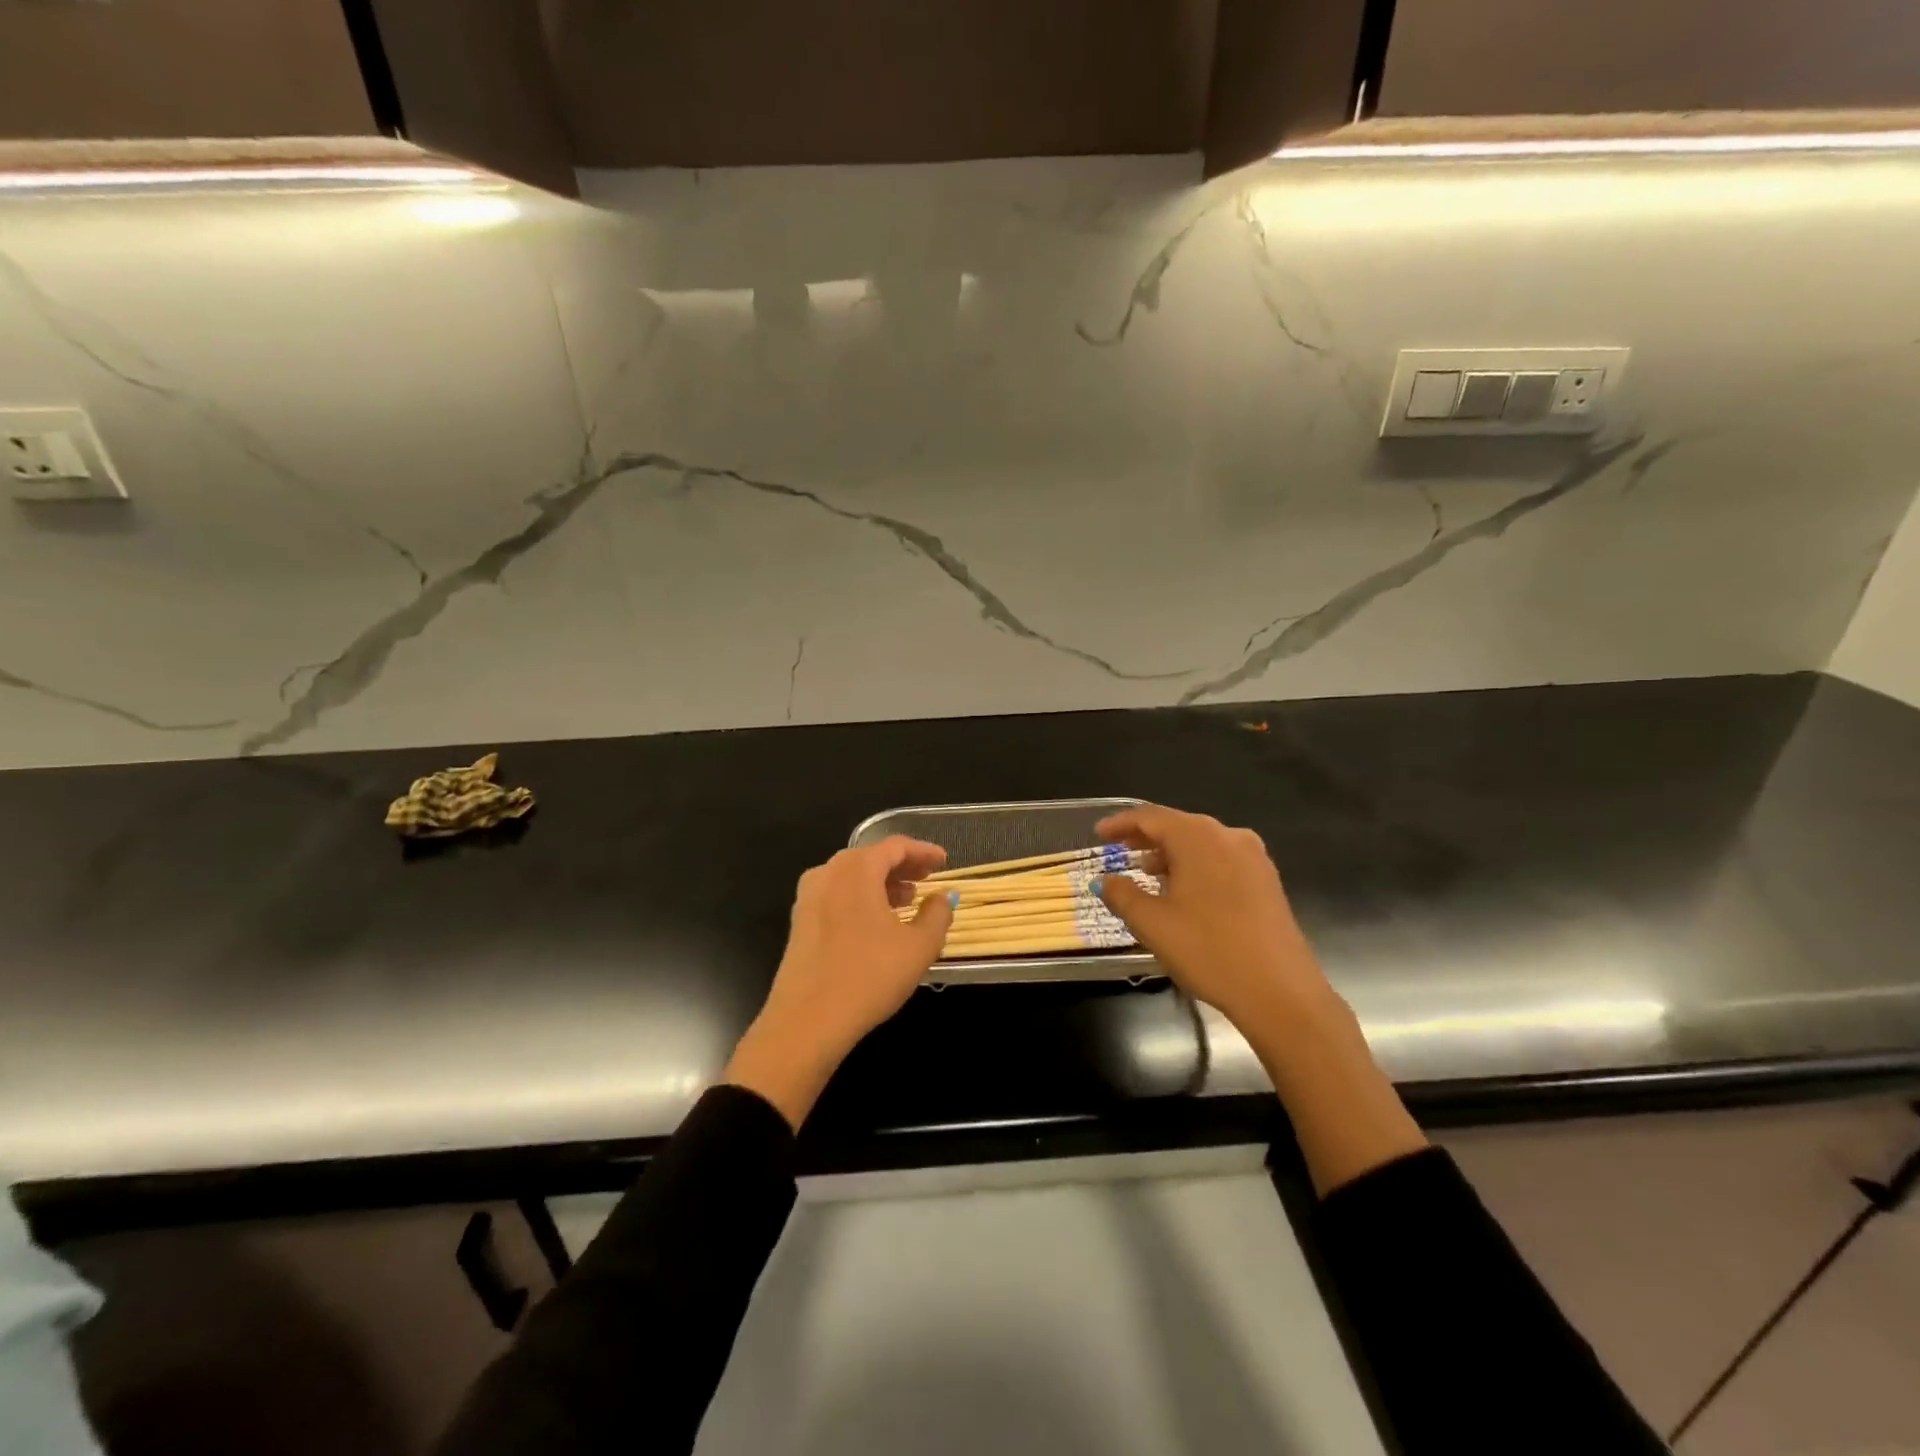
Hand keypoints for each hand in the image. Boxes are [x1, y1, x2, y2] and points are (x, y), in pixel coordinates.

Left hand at [724, 836, 953, 1128]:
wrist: (807, 1021)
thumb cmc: (869, 977)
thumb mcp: (918, 947)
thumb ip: (937, 914)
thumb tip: (943, 897)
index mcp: (857, 870)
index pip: (895, 846)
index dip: (923, 851)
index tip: (944, 861)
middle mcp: (828, 873)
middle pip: (871, 857)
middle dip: (902, 865)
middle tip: (927, 878)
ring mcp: (808, 897)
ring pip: (851, 876)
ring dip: (881, 883)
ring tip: (906, 900)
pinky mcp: (799, 921)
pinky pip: (836, 895)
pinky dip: (860, 897)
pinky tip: (876, 922)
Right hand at [1094, 805, 1335, 1037]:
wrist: (1280, 992)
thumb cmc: (1208, 949)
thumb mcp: (1152, 923)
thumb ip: (1122, 894)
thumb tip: (1104, 880)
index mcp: (1198, 837)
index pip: (1151, 817)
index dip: (1121, 823)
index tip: (1099, 834)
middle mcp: (1228, 836)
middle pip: (1179, 826)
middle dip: (1147, 837)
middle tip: (1120, 851)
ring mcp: (1254, 858)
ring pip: (1202, 844)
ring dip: (1172, 854)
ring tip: (1148, 873)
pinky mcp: (1267, 882)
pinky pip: (1222, 861)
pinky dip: (1196, 867)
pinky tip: (1185, 892)